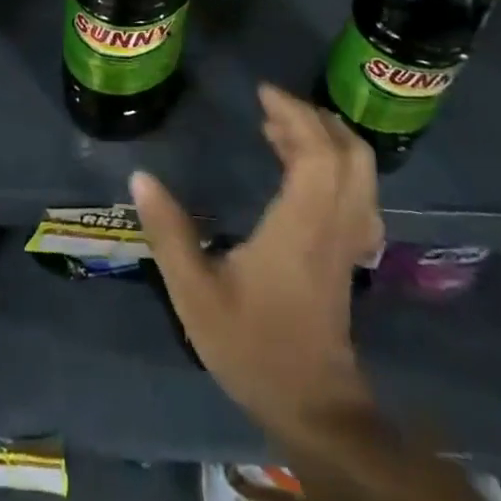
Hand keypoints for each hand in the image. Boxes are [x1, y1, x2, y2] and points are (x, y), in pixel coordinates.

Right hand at [132, 85, 382, 434]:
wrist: (312, 408)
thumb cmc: (253, 347)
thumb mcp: (196, 295)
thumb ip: (168, 234)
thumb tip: (140, 176)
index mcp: (301, 226)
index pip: (318, 154)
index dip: (295, 115)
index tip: (262, 93)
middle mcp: (334, 224)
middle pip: (349, 154)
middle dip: (313, 118)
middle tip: (272, 105)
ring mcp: (349, 239)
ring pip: (359, 171)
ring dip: (325, 137)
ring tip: (279, 128)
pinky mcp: (349, 252)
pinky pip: (357, 191)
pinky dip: (335, 163)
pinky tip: (301, 168)